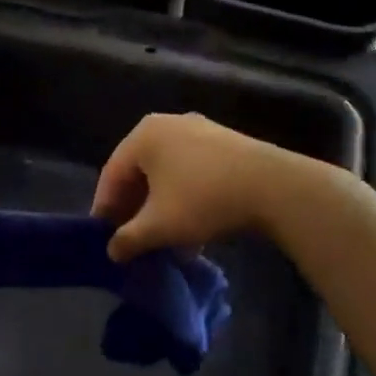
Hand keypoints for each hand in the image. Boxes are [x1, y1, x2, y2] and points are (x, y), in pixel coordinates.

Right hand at [91, 113, 313, 261]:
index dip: (104, 208)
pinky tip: (192, 229)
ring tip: (162, 239)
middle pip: (139, 171)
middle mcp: (167, 124)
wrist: (273, 186)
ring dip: (160, 207)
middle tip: (130, 238)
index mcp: (143, 135)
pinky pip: (191, 171)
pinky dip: (183, 197)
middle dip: (134, 208)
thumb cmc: (203, 200)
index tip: (103, 237)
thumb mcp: (159, 226)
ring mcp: (198, 130)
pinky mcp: (224, 143)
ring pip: (166, 173)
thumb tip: (112, 251)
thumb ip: (129, 239)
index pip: (112, 174)